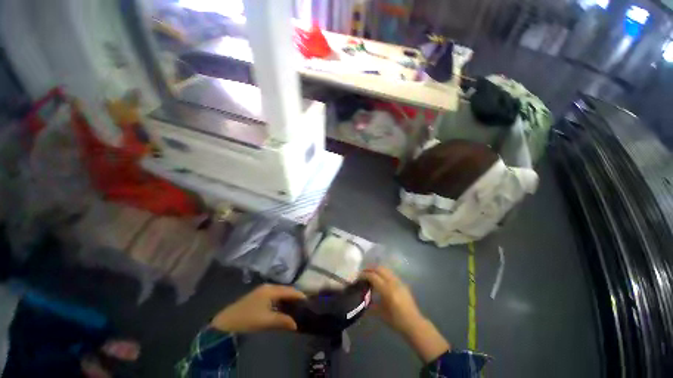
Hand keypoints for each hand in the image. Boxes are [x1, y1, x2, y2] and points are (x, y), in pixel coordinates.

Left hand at [211, 284, 305, 332]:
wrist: (225, 321)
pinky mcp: (259, 296)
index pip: (290, 290)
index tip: (308, 301)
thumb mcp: (266, 320)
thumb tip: (296, 324)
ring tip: (296, 307)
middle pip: (285, 290)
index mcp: (271, 289)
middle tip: (303, 305)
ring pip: (280, 293)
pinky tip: (283, 308)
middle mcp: (268, 287)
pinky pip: (274, 296)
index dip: (299, 295)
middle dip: (294, 297)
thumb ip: (283, 320)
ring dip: (287, 299)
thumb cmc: (248, 318)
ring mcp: (263, 290)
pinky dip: (281, 301)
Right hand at [361, 267, 424, 334]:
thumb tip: (363, 297)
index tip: (357, 277)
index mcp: (387, 291)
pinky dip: (383, 273)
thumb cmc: (396, 321)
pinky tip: (380, 280)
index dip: (364, 275)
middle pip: (379, 268)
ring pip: (385, 269)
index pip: (373, 276)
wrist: (414, 323)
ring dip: (376, 269)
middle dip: (369, 269)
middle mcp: (393, 283)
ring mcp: (399, 281)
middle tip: (362, 273)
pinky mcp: (402, 282)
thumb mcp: (380, 313)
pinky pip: (390, 273)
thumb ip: (371, 303)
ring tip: (370, 275)